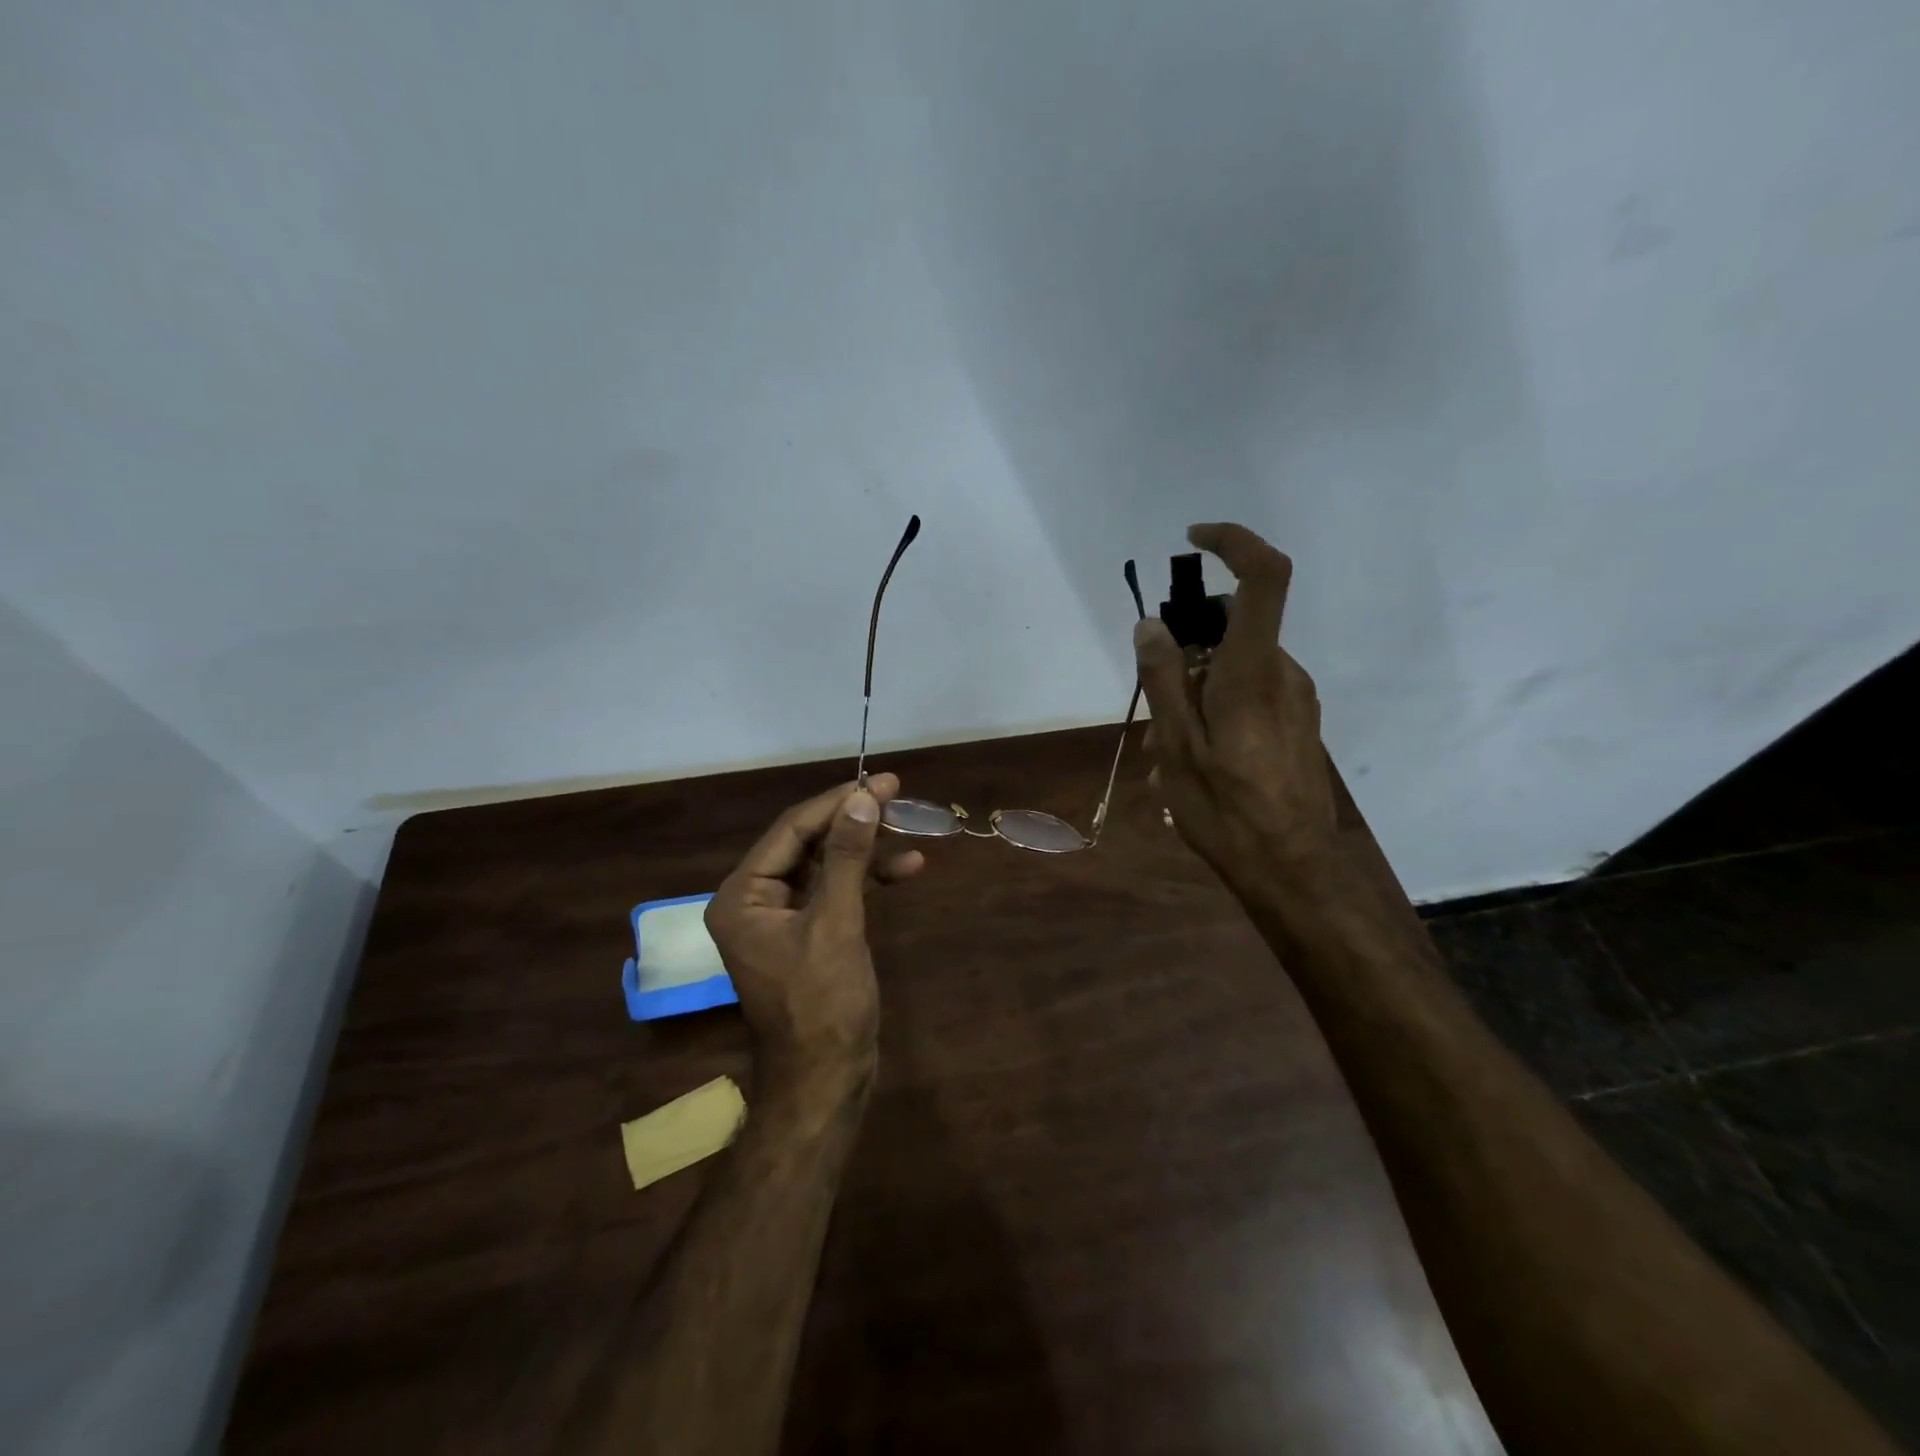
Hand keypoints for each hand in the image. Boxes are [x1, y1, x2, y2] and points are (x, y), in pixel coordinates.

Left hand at [705, 774, 923, 1085]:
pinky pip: (835, 892)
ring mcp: (782, 918)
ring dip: (865, 848)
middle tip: (896, 792)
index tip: (880, 781)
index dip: (836, 802)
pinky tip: (907, 869)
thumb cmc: (822, 1004)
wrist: (826, 1080)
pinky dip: (868, 879)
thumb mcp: (836, 924)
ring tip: (908, 827)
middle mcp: (755, 900)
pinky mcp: (809, 933)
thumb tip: (861, 798)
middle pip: (807, 843)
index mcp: (743, 896)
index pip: (791, 830)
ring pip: (825, 865)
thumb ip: (846, 857)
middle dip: (852, 820)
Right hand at [1134, 523, 1338, 895]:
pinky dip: (1214, 710)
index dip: (1234, 542)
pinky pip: (1249, 695)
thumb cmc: (1226, 811)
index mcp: (1251, 673)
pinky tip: (1195, 760)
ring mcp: (1294, 699)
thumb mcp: (1177, 748)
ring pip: (1233, 669)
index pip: (1262, 578)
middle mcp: (1281, 674)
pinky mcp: (1296, 722)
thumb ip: (1163, 681)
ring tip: (1164, 753)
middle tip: (1151, 713)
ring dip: (1193, 693)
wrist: (1292, 870)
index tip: (1193, 540)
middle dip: (1184, 656)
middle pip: (1230, 631)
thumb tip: (1152, 626)